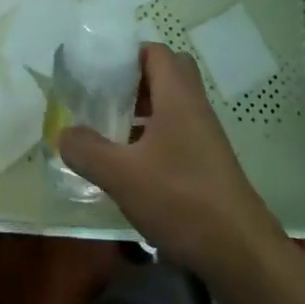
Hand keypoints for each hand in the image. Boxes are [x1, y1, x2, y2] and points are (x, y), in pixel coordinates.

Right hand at [60, 45, 286, 275]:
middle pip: (166, 73)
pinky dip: (156, 136)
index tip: (99, 70)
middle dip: (135, 80)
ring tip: (113, 130)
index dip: (127, 54)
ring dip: (145, 109)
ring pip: (173, 103)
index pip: (155, 51)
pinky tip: (135, 165)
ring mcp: (206, 134)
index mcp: (177, 94)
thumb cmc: (181, 199)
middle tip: (107, 97)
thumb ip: (88, 151)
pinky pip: (179, 130)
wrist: (240, 252)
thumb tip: (63, 134)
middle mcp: (194, 105)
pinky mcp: (209, 162)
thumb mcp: (123, 176)